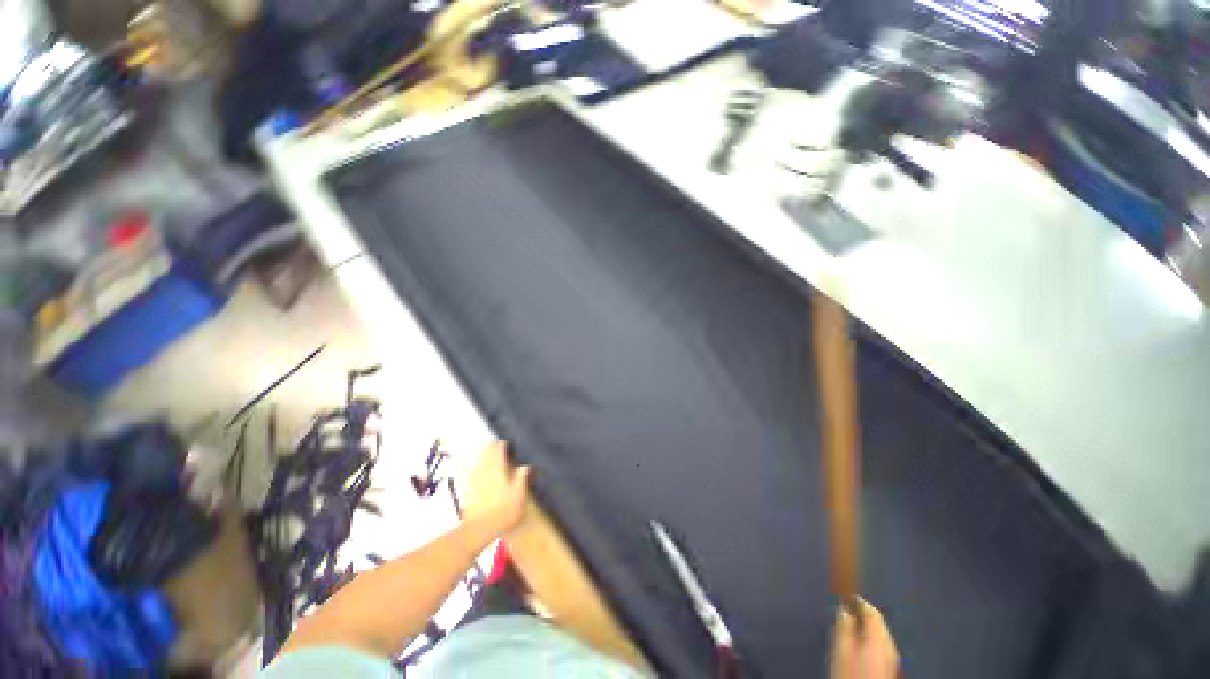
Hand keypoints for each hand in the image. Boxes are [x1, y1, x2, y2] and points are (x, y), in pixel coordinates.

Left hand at [462, 441, 531, 538]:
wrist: (480, 529)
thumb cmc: (504, 513)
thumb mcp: (519, 497)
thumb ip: (521, 480)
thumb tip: (525, 466)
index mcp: (500, 474)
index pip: (499, 456)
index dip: (501, 448)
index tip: (503, 443)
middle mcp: (486, 475)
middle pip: (486, 457)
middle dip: (489, 448)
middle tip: (491, 441)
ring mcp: (474, 483)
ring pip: (476, 464)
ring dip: (478, 455)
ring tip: (479, 447)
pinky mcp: (466, 493)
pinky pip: (465, 476)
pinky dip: (465, 468)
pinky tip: (463, 464)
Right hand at [830, 599, 899, 678]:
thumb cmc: (852, 673)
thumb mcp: (842, 650)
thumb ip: (844, 627)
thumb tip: (843, 609)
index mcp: (879, 638)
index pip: (872, 612)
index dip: (859, 601)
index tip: (846, 596)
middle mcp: (890, 646)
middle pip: (878, 623)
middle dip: (862, 615)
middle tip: (845, 612)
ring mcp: (893, 658)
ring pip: (880, 635)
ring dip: (866, 628)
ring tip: (849, 629)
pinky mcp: (891, 667)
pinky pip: (881, 646)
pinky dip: (870, 639)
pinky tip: (859, 645)